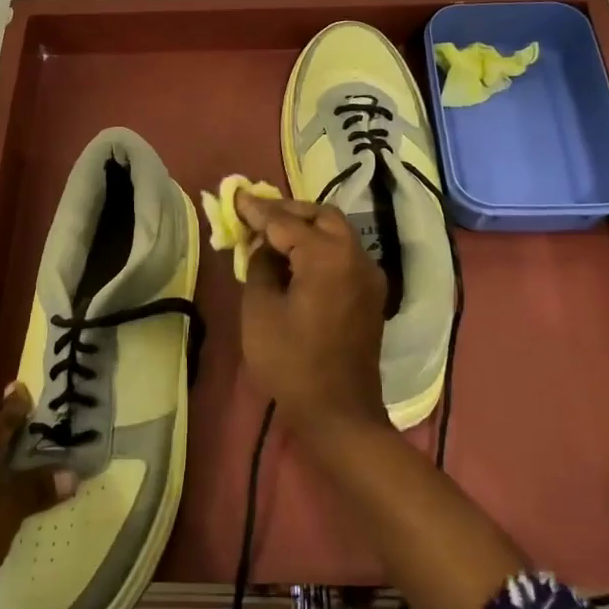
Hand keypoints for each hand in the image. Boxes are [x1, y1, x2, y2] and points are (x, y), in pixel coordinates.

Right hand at [233, 191, 387, 437]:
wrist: (340, 412)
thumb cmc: (292, 363)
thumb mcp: (260, 310)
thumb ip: (260, 265)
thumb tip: (263, 245)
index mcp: (328, 256)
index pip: (287, 221)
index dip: (258, 210)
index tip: (237, 196)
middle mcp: (356, 256)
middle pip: (321, 216)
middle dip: (288, 212)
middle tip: (256, 216)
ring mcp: (369, 275)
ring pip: (336, 233)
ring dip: (305, 228)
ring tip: (271, 235)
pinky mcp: (371, 293)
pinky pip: (344, 255)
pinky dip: (320, 247)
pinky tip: (295, 260)